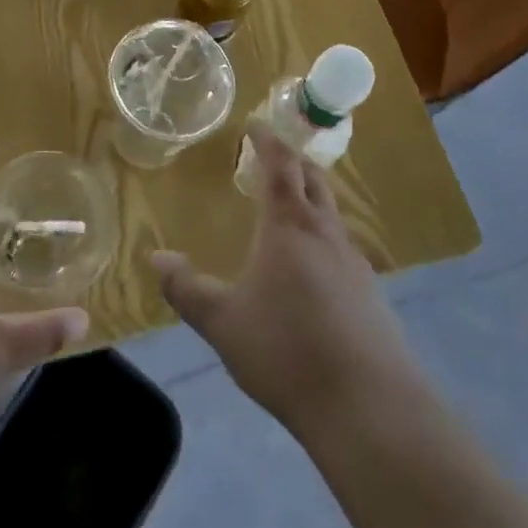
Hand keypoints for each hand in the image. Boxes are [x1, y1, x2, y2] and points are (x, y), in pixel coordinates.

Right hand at [151, 120, 419, 435]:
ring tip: (291, 207)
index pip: (280, 165)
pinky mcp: (371, 292)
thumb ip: (187, 288)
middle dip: (293, 161)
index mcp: (288, 226)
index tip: (256, 124)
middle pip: (313, 179)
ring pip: (331, 212)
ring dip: (311, 198)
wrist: (366, 403)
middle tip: (273, 157)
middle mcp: (324, 232)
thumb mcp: (223, 322)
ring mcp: (353, 261)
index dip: (268, 140)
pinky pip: (343, 246)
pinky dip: (324, 236)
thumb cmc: (286, 350)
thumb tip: (156, 257)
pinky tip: (315, 266)